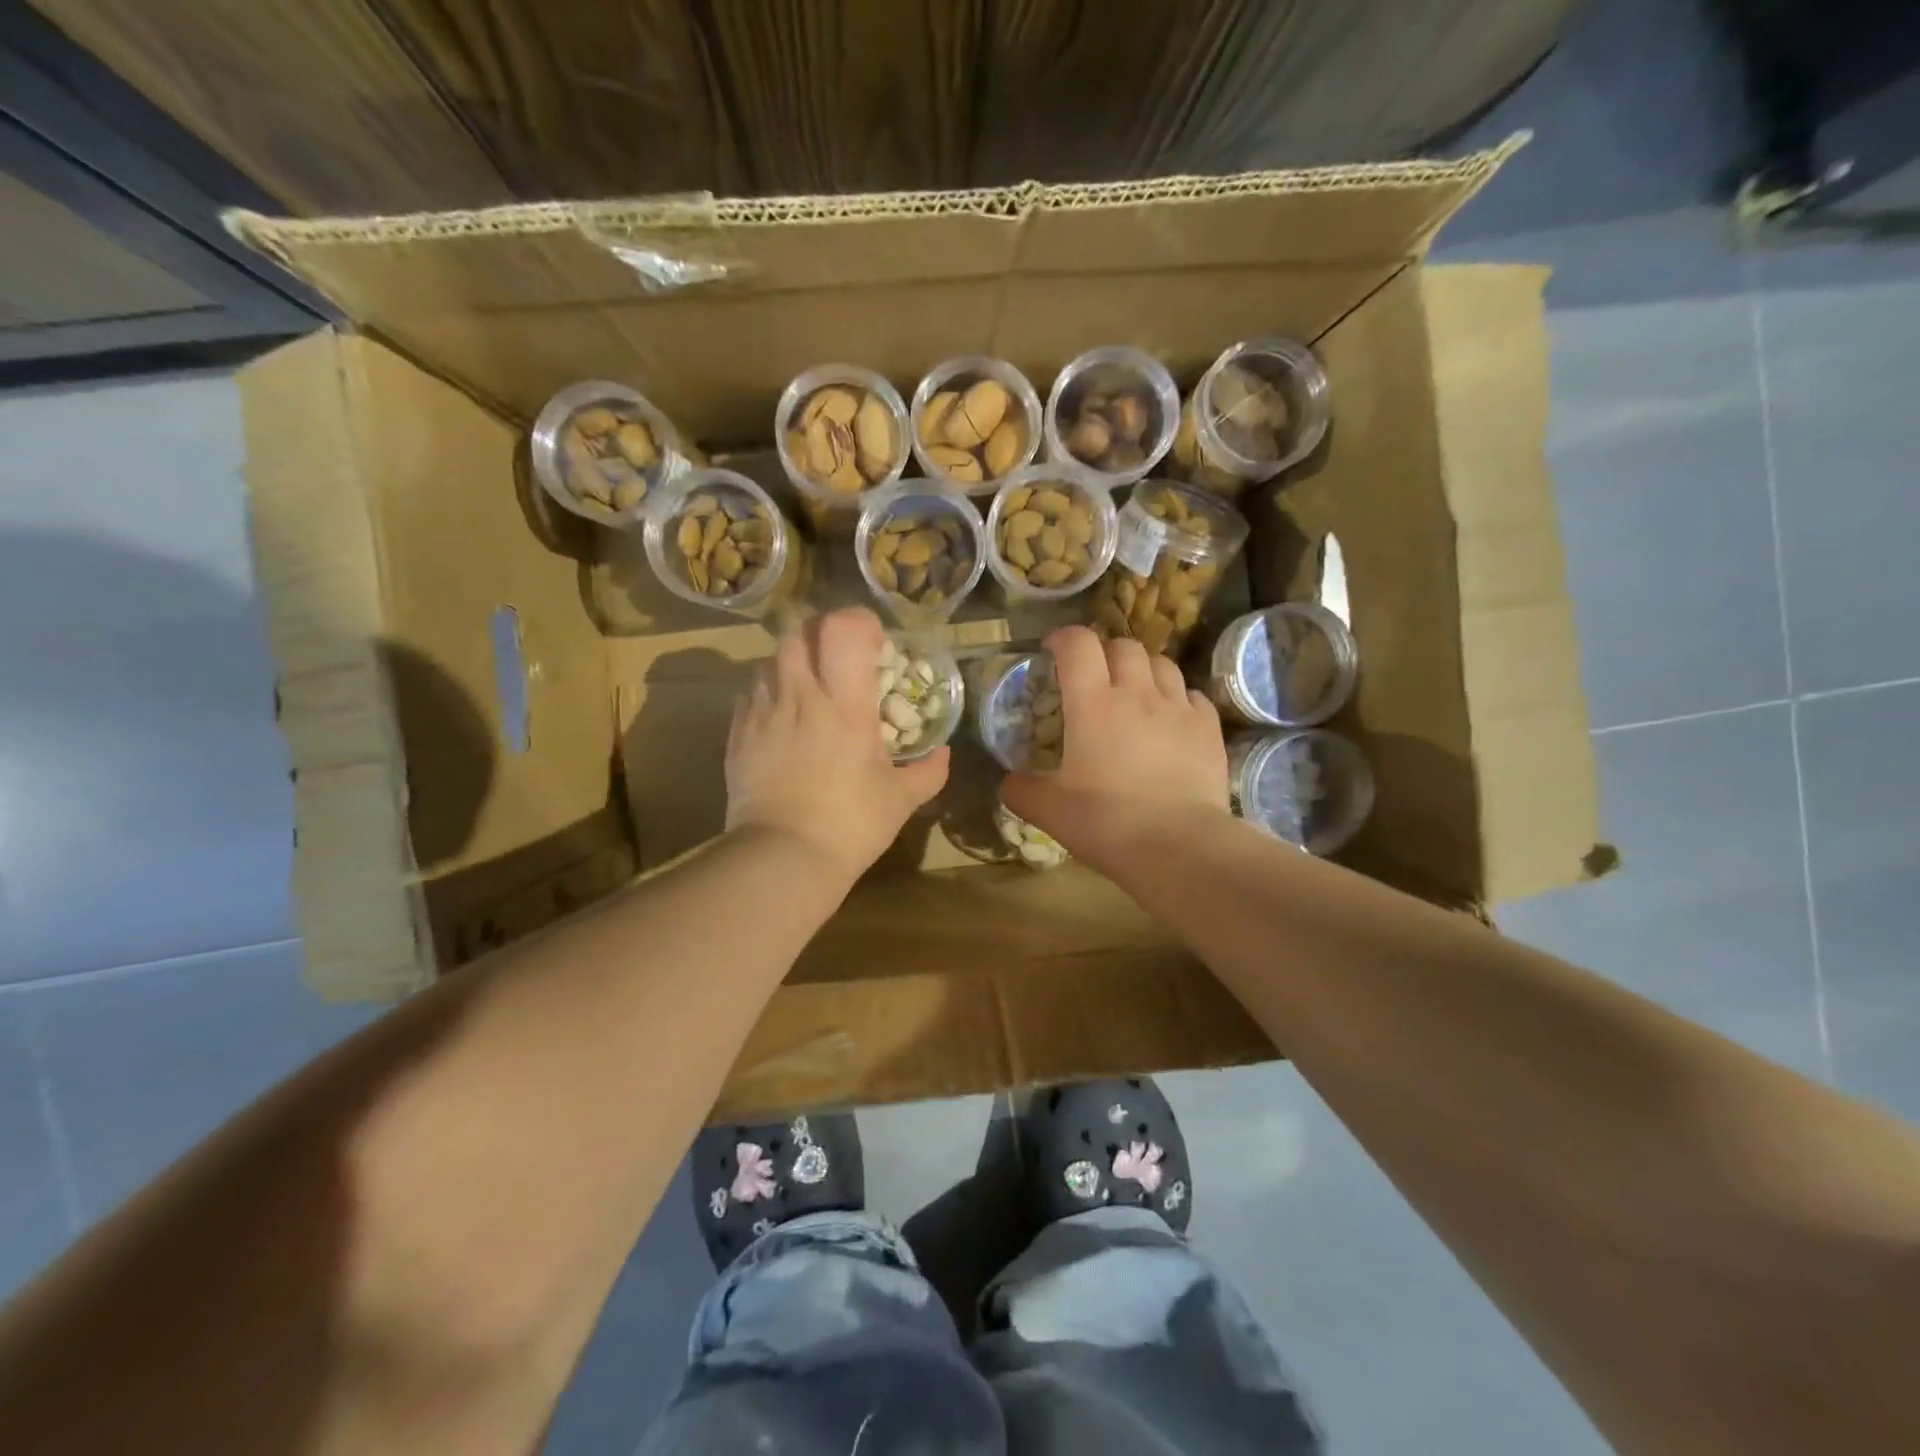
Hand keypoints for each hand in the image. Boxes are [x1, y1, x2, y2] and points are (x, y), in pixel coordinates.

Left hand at [726, 607, 947, 882]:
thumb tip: (943, 753)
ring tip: (809, 688)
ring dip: (793, 662)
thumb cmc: (850, 825)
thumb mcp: (900, 800)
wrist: (781, 859)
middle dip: (820, 634)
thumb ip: (928, 771)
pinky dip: (769, 693)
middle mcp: (800, 695)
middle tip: (839, 658)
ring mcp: (762, 712)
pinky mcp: (738, 734)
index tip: (875, 644)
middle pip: (799, 631)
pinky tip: (783, 718)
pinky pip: (751, 694)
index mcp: (845, 704)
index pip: (844, 630)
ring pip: (770, 659)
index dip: (860, 623)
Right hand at [1001, 626, 1228, 870]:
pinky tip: (1170, 719)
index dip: (1063, 638)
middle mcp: (1137, 693)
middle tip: (1094, 677)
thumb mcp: (1049, 810)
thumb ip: (1022, 790)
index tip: (1052, 651)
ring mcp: (1178, 708)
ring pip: (1162, 664)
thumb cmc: (1106, 822)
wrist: (1179, 846)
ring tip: (1134, 692)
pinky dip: (1176, 697)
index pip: (1078, 643)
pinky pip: (1192, 695)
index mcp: (1092, 703)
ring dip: (1143, 670)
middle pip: (1123, 646)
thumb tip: (1009, 782)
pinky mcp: (1208, 728)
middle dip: (1105, 653)